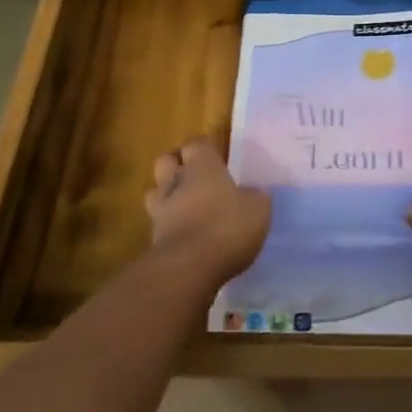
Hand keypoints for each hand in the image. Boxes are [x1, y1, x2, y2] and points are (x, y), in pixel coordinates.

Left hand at [147, 139, 270, 283]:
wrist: (188, 268)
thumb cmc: (227, 226)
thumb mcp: (258, 209)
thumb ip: (254, 197)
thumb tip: (254, 193)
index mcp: (203, 166)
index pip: (196, 144)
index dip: (203, 147)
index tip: (214, 155)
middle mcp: (177, 182)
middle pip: (166, 161)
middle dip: (176, 165)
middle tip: (193, 176)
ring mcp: (161, 211)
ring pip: (155, 192)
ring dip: (166, 196)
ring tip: (184, 207)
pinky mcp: (153, 239)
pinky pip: (158, 224)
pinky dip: (169, 227)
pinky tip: (186, 236)